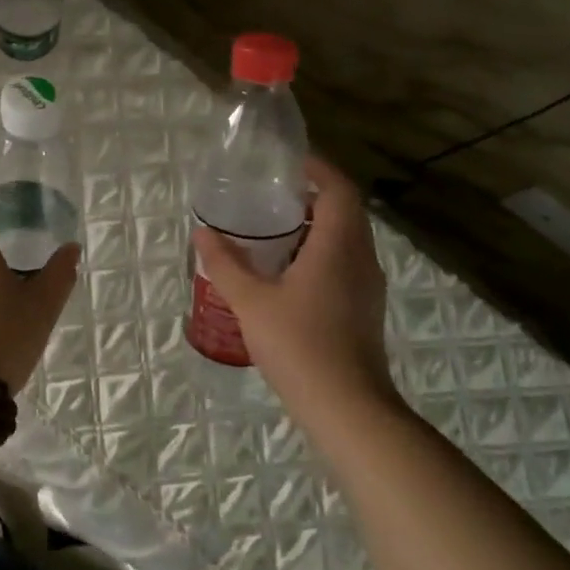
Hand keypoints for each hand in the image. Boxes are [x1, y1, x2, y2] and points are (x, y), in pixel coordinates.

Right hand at [191, 155, 399, 419]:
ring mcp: (367, 285)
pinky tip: (288, 270)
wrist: (348, 409)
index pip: (338, 188)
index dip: (317, 167)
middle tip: (271, 193)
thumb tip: (202, 231)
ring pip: (347, 237)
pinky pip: (346, 261)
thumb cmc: (300, 346)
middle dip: (312, 194)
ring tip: (274, 227)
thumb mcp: (251, 302)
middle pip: (345, 210)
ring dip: (317, 224)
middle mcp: (361, 258)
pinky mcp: (365, 307)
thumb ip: (225, 264)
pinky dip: (321, 250)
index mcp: (338, 245)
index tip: (288, 160)